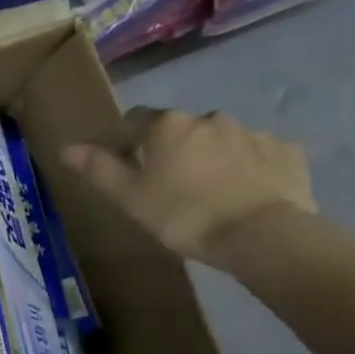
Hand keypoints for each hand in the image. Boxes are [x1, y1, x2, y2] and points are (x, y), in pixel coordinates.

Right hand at [63, 107, 315, 266]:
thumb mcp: (130, 198)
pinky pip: (260, 155)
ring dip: (214, 158)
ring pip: (222, 141)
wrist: (261, 235)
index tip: (133, 170)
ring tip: (214, 196)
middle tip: (173, 189)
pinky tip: (248, 196)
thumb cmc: (183, 215)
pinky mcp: (287, 152)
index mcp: (168, 125)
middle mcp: (209, 118)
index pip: (136, 120)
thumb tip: (67, 147)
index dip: (131, 142)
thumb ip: (99, 169)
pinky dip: (251, 169)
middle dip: (176, 150)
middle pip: (182, 129)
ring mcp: (252, 132)